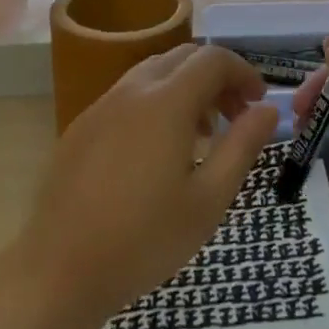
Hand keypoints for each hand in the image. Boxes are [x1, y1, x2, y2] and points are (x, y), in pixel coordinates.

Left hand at [18, 44, 279, 322]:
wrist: (60, 270)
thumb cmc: (145, 239)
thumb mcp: (209, 199)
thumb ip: (243, 146)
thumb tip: (268, 109)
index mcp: (166, 102)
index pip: (213, 59)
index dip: (243, 73)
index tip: (259, 103)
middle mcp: (131, 91)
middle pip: (183, 58)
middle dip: (216, 78)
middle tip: (235, 117)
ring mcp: (100, 106)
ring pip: (153, 74)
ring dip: (185, 89)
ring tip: (201, 136)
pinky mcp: (80, 127)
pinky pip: (127, 96)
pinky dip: (155, 103)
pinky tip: (157, 152)